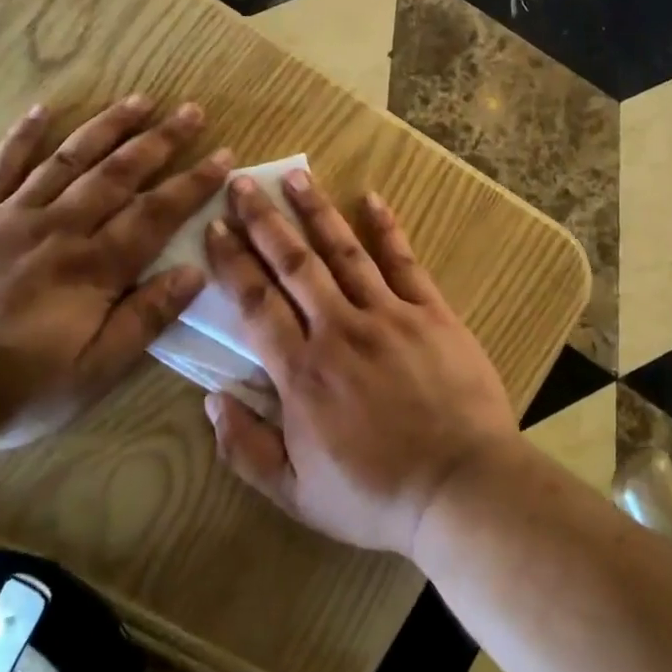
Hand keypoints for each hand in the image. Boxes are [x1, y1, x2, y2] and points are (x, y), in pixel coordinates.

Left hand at [0, 98, 230, 448]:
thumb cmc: (19, 386)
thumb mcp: (97, 369)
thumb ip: (146, 318)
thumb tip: (196, 272)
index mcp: (93, 266)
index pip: (156, 213)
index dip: (193, 183)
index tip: (224, 155)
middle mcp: (58, 229)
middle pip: (118, 174)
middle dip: (160, 141)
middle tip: (191, 111)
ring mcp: (10, 217)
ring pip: (68, 160)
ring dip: (107, 127)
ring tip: (139, 99)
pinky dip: (21, 137)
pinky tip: (42, 109)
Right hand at [201, 169, 520, 555]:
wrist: (460, 488)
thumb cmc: (374, 496)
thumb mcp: (294, 494)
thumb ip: (245, 447)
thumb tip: (211, 398)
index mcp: (301, 372)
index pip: (255, 302)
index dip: (232, 261)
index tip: (215, 227)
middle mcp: (339, 330)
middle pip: (294, 264)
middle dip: (264, 220)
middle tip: (242, 182)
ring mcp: (389, 315)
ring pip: (344, 252)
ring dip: (316, 212)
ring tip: (295, 176)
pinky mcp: (431, 313)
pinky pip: (404, 262)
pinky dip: (386, 228)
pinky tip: (371, 198)